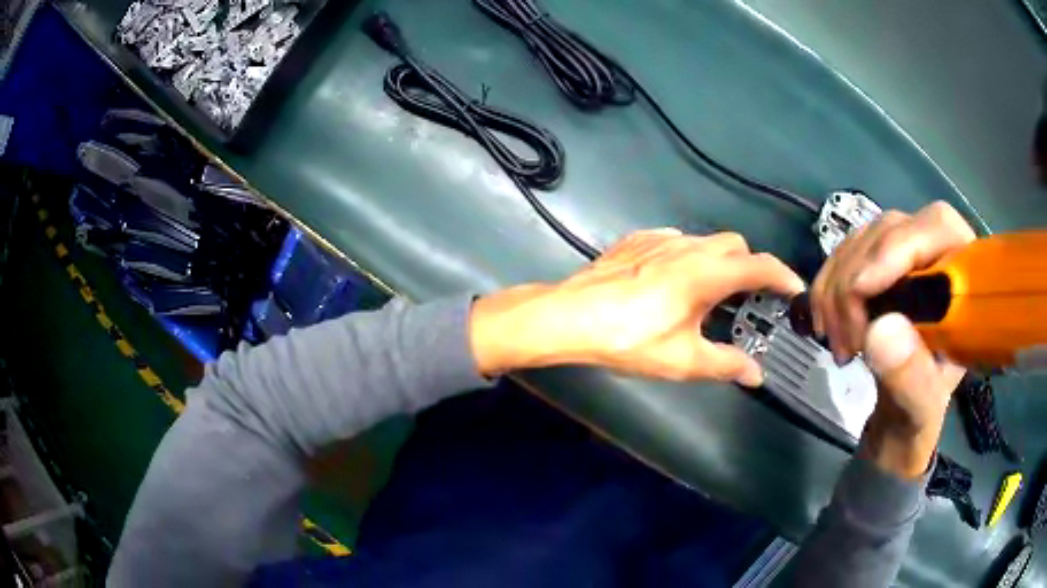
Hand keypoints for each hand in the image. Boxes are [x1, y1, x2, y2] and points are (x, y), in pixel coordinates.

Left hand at [469, 228, 803, 384]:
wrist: (571, 316)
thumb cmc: (630, 339)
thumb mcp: (683, 359)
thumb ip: (725, 365)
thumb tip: (756, 375)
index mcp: (707, 273)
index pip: (760, 266)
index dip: (783, 276)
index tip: (795, 289)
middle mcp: (689, 247)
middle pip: (735, 245)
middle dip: (749, 266)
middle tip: (748, 298)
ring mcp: (661, 239)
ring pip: (705, 240)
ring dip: (718, 260)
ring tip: (711, 291)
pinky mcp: (638, 240)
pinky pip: (675, 240)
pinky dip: (687, 255)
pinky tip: (672, 279)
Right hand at [810, 201, 974, 477]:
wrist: (898, 422)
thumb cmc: (919, 416)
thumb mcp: (920, 410)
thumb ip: (909, 374)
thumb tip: (880, 328)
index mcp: (965, 282)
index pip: (937, 227)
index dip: (897, 246)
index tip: (860, 291)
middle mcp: (938, 255)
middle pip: (891, 230)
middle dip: (857, 281)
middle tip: (846, 343)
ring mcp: (906, 256)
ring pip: (862, 241)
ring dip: (836, 289)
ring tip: (837, 344)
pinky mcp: (879, 265)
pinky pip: (844, 255)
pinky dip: (827, 287)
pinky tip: (827, 324)